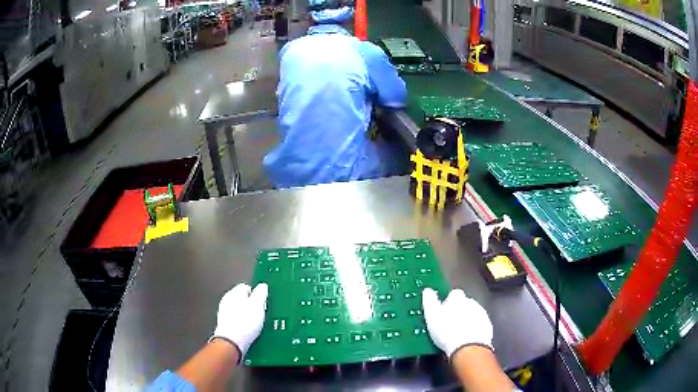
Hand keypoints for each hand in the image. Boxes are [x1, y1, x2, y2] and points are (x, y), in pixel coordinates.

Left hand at [211, 283, 268, 357]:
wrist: (232, 343)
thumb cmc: (244, 323)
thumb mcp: (258, 305)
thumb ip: (261, 293)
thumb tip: (263, 286)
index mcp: (234, 293)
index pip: (247, 287)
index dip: (257, 294)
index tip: (264, 302)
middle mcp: (227, 301)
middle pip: (243, 300)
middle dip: (253, 306)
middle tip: (262, 314)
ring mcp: (225, 314)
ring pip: (241, 311)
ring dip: (249, 317)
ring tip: (257, 325)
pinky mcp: (226, 326)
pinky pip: (239, 322)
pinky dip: (244, 325)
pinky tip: (250, 331)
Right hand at [422, 288, 492, 357]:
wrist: (468, 348)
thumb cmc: (447, 332)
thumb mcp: (431, 316)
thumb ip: (429, 301)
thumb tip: (427, 291)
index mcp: (457, 299)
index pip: (453, 294)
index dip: (448, 302)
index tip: (442, 310)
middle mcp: (471, 303)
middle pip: (464, 304)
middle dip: (458, 311)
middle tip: (449, 323)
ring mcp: (481, 314)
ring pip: (473, 313)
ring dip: (467, 320)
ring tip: (457, 332)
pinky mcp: (487, 326)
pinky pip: (479, 325)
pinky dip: (474, 329)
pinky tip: (466, 338)